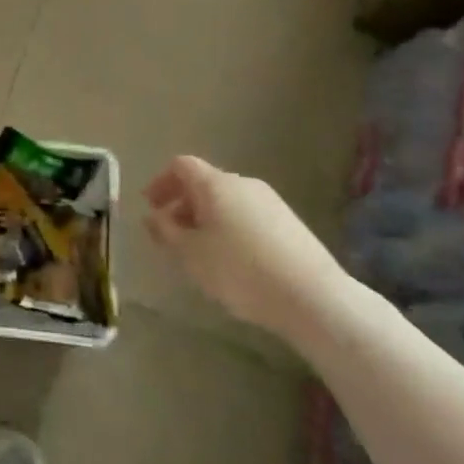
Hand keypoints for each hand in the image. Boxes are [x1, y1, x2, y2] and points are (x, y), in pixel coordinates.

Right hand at [144, 157, 352, 340]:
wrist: (312, 297)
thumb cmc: (239, 270)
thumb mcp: (190, 254)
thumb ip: (166, 231)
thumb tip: (153, 216)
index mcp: (216, 184)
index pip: (182, 166)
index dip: (161, 182)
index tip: (150, 206)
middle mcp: (244, 184)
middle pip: (205, 183)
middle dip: (183, 204)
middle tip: (171, 234)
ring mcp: (271, 202)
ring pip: (228, 201)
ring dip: (207, 218)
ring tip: (200, 252)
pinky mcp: (290, 223)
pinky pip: (248, 216)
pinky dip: (230, 228)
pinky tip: (233, 260)